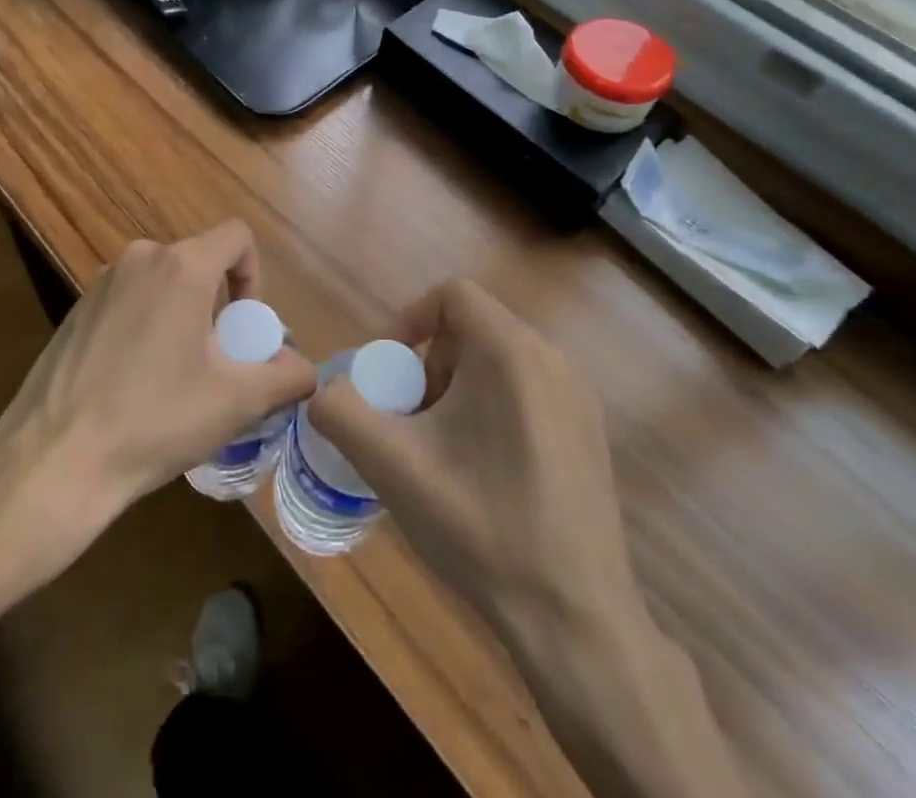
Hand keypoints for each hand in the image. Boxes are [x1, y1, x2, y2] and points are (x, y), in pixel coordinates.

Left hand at [0, 221, 314, 531]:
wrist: (54, 460)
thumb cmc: (155, 419)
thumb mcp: (237, 402)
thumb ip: (287, 377)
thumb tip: (304, 370)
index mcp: (181, 266)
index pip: (236, 236)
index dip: (254, 275)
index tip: (245, 328)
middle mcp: (140, 258)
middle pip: (199, 262)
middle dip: (218, 304)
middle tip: (216, 361)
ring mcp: (101, 282)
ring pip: (163, 282)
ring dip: (182, 316)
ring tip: (176, 376)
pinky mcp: (76, 309)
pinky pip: (129, 301)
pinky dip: (146, 325)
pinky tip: (134, 383)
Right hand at [309, 278, 637, 644]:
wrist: (574, 620)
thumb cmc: (480, 526)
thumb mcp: (391, 465)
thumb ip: (340, 411)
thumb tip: (325, 390)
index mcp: (511, 352)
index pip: (452, 294)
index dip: (409, 319)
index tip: (389, 371)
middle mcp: (553, 360)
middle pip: (473, 329)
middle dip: (430, 365)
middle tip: (412, 421)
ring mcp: (579, 398)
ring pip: (499, 362)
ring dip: (458, 390)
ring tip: (442, 451)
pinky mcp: (590, 433)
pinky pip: (527, 392)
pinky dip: (492, 409)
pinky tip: (483, 474)